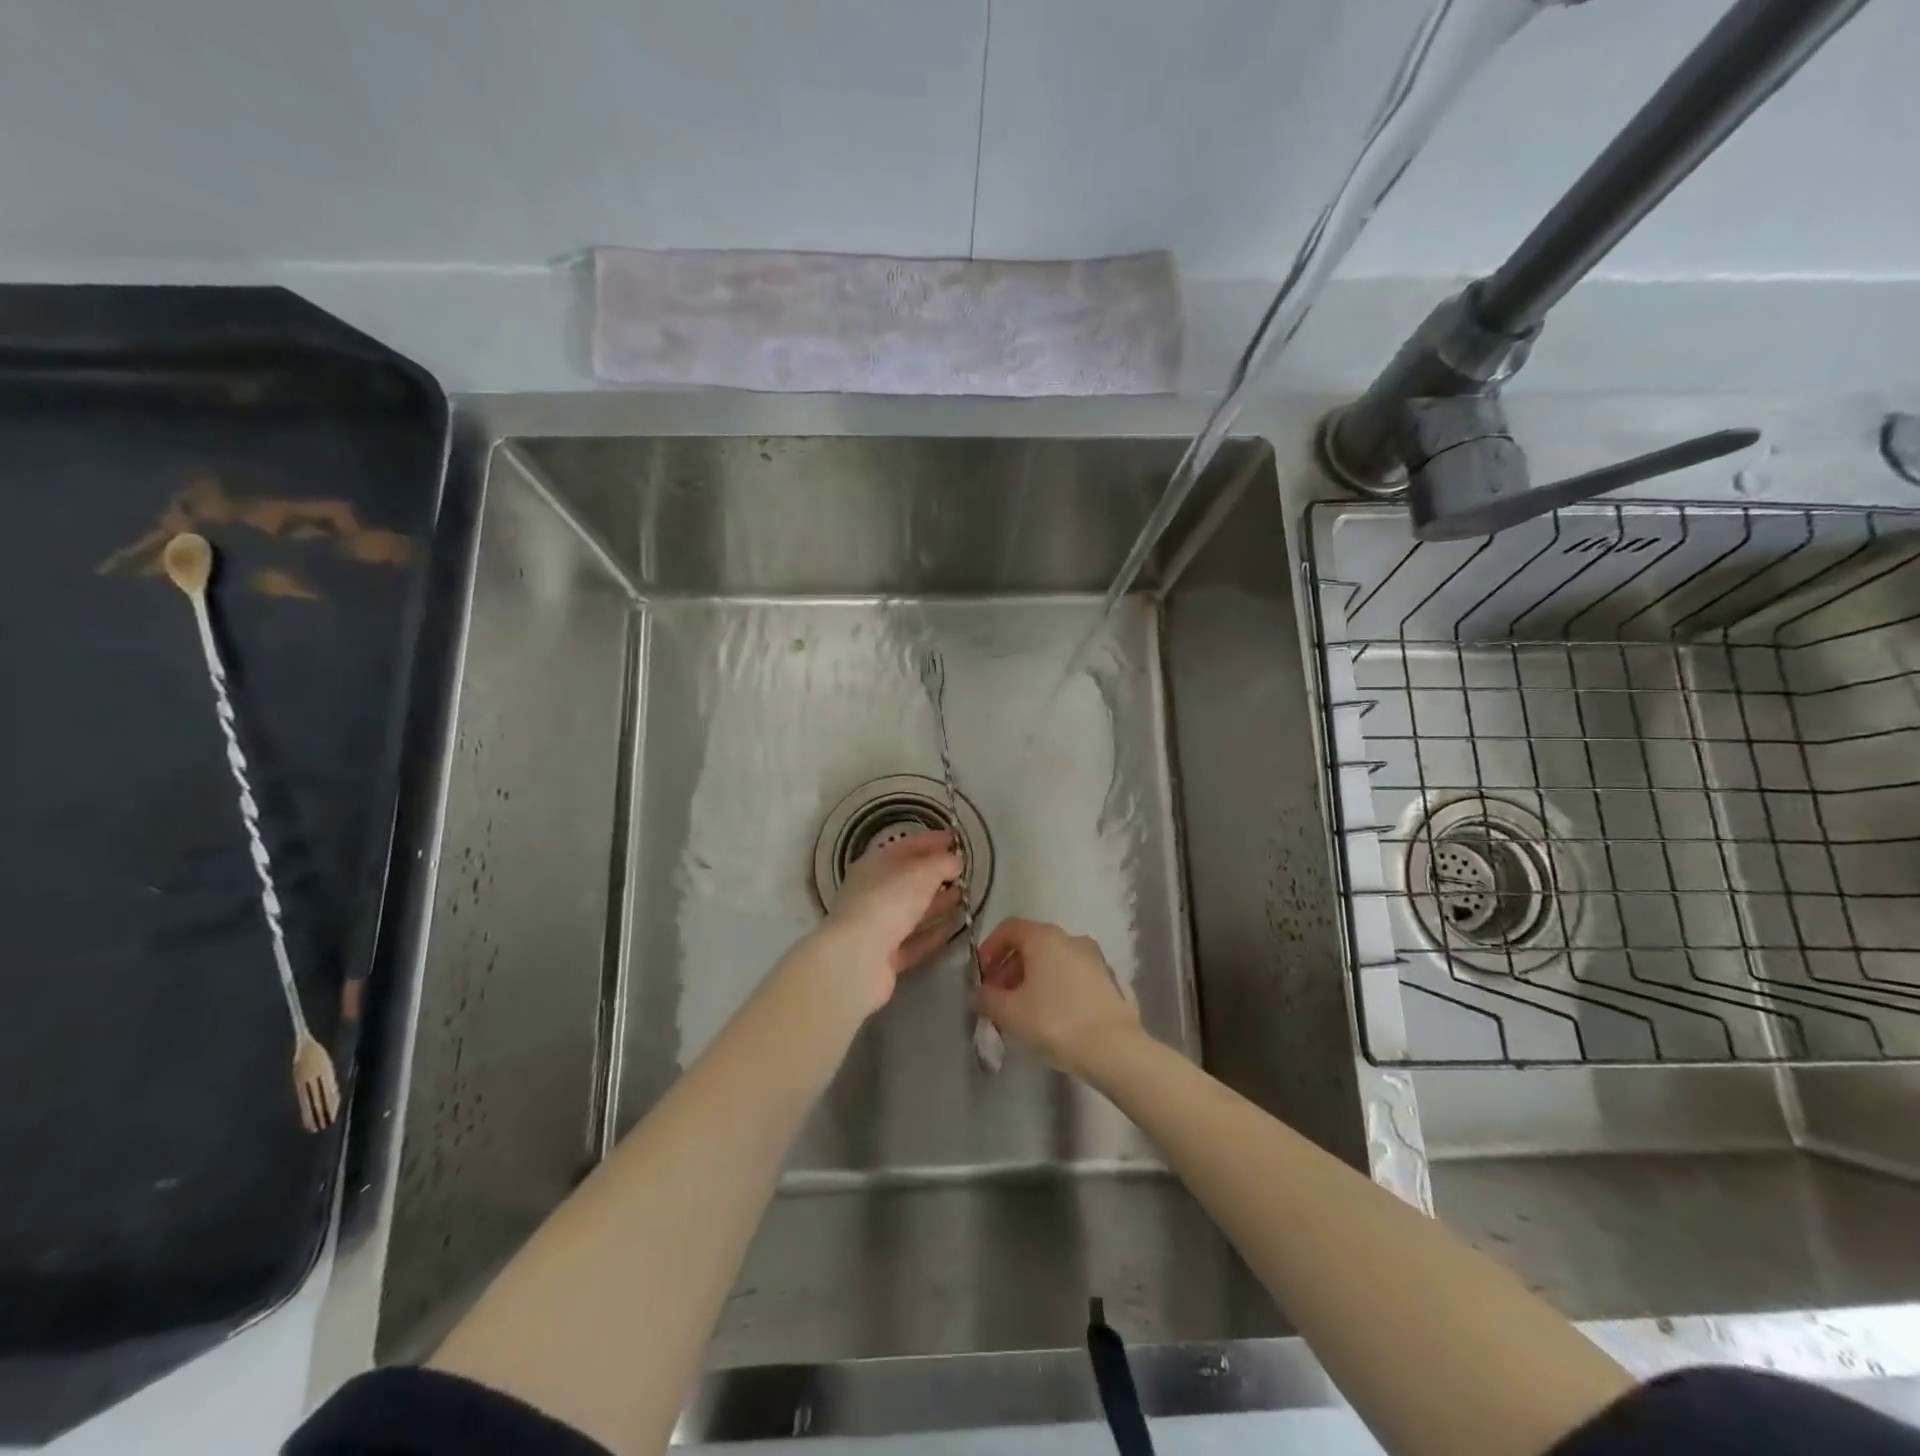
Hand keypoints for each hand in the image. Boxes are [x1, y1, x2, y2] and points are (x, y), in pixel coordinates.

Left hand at [810, 829, 963, 1017]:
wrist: (856, 959)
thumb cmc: (888, 902)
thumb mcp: (922, 873)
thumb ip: (942, 863)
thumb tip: (956, 861)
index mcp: (874, 865)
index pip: (906, 846)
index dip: (931, 841)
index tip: (955, 839)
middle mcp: (872, 892)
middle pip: (908, 879)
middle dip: (935, 874)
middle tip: (963, 871)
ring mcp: (877, 926)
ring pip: (911, 910)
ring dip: (936, 904)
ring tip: (964, 897)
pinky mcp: (884, 956)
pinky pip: (913, 941)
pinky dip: (932, 934)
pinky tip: (953, 929)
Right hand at [975, 918, 1140, 1076]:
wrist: (1113, 1048)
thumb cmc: (1054, 1022)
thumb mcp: (1009, 1013)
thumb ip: (987, 999)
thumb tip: (979, 994)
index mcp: (1044, 937)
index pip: (1009, 928)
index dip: (990, 948)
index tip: (982, 976)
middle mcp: (1070, 938)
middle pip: (1031, 944)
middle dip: (1009, 968)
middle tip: (998, 998)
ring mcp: (1093, 958)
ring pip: (1052, 960)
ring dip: (1032, 978)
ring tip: (1022, 1011)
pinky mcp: (1108, 980)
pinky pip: (1071, 974)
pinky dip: (1055, 986)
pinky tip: (1051, 1016)